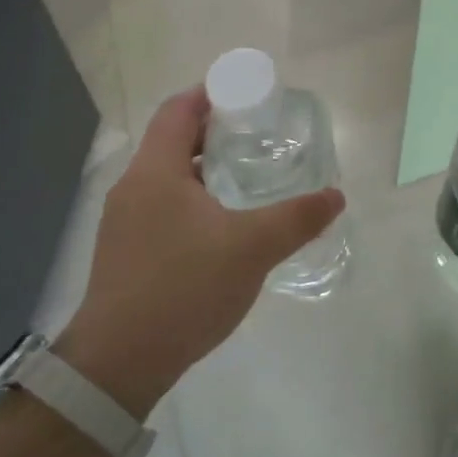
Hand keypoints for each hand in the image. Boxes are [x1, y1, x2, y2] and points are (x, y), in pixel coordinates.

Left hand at [55, 89, 343, 416]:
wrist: (120, 362)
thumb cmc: (184, 288)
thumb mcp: (252, 248)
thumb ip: (297, 218)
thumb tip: (336, 195)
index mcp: (155, 172)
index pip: (178, 110)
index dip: (211, 94)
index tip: (248, 97)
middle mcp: (133, 188)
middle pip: (172, 141)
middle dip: (214, 133)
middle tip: (259, 138)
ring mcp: (124, 222)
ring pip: (168, 178)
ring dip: (204, 170)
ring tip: (247, 179)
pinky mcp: (126, 252)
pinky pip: (163, 208)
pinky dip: (193, 201)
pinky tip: (222, 227)